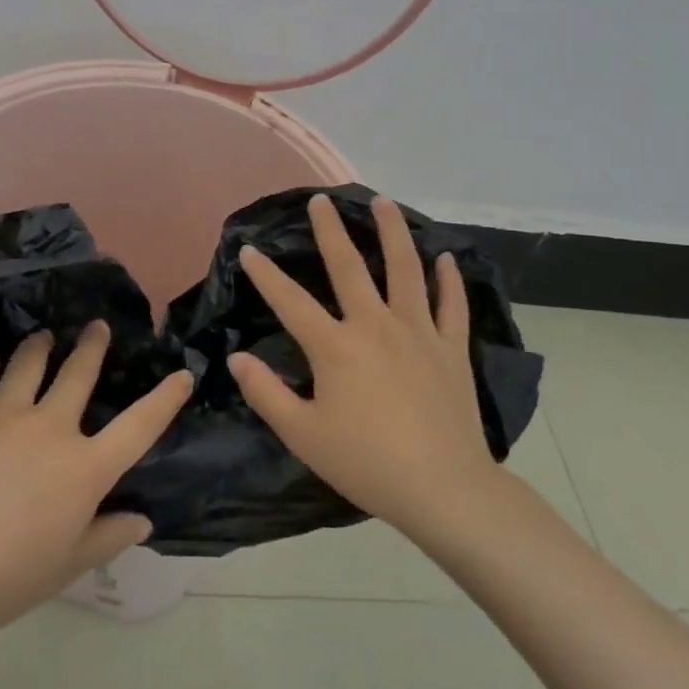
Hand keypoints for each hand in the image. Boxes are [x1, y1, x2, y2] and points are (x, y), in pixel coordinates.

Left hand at [0, 322, 193, 643]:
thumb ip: (107, 538)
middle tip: (97, 326)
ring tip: (43, 337)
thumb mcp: (64, 569)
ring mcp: (3, 413)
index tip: (182, 373)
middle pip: (79, 373)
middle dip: (92, 345)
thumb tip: (143, 520)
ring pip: (29, 362)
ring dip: (40, 346)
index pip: (139, 427)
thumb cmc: (0, 579)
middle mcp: (51, 428)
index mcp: (83, 469)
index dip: (165, 399)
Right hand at [226, 193, 495, 541]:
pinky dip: (449, 279)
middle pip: (349, 267)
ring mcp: (418, 332)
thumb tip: (237, 359)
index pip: (291, 301)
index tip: (249, 249)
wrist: (443, 489)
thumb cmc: (366, 463)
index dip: (266, 274)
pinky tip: (447, 257)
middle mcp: (375, 326)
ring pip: (405, 270)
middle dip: (331, 231)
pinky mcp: (451, 348)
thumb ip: (266, 393)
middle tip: (321, 200)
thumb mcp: (303, 435)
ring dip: (392, 233)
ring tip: (382, 202)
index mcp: (335, 347)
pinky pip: (451, 305)